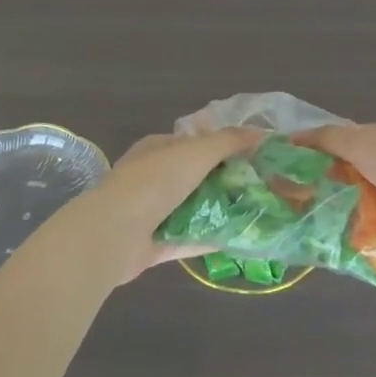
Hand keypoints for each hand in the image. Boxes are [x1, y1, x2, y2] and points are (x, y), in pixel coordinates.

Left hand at [48, 128, 259, 287]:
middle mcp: (154, 178)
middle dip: (226, 179)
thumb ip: (228, 141)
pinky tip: (240, 239)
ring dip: (221, 210)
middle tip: (262, 184)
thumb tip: (262, 132)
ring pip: (194, 208)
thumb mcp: (196, 152)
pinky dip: (212, 238)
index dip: (223, 144)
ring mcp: (153, 212)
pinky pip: (190, 239)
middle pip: (196, 176)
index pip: (194, 141)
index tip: (254, 153)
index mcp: (158, 149)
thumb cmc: (154, 182)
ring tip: (258, 211)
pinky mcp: (156, 244)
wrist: (112, 234)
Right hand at [298, 120, 375, 282]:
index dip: (321, 146)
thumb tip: (294, 136)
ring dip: (340, 207)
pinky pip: (373, 227)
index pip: (349, 136)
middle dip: (327, 180)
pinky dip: (357, 232)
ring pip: (361, 199)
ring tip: (305, 218)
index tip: (291, 161)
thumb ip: (329, 138)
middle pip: (353, 169)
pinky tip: (330, 238)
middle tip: (293, 193)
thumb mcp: (365, 143)